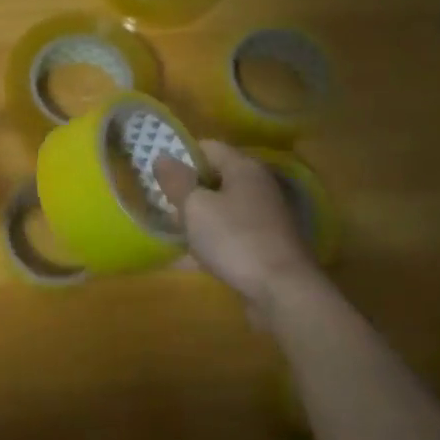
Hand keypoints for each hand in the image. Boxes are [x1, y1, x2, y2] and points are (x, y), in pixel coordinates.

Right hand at [154, 141, 323, 316]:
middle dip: (187, 190)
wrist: (282, 291)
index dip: (180, 156)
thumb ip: (176, 181)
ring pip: (221, 208)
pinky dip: (210, 241)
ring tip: (171, 232)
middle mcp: (258, 187)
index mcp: (243, 168)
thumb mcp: (195, 207)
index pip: (207, 147)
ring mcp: (264, 218)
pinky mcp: (265, 245)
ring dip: (197, 218)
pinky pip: (229, 235)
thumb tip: (162, 157)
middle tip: (161, 205)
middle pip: (215, 178)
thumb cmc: (234, 239)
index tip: (157, 175)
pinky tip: (189, 258)